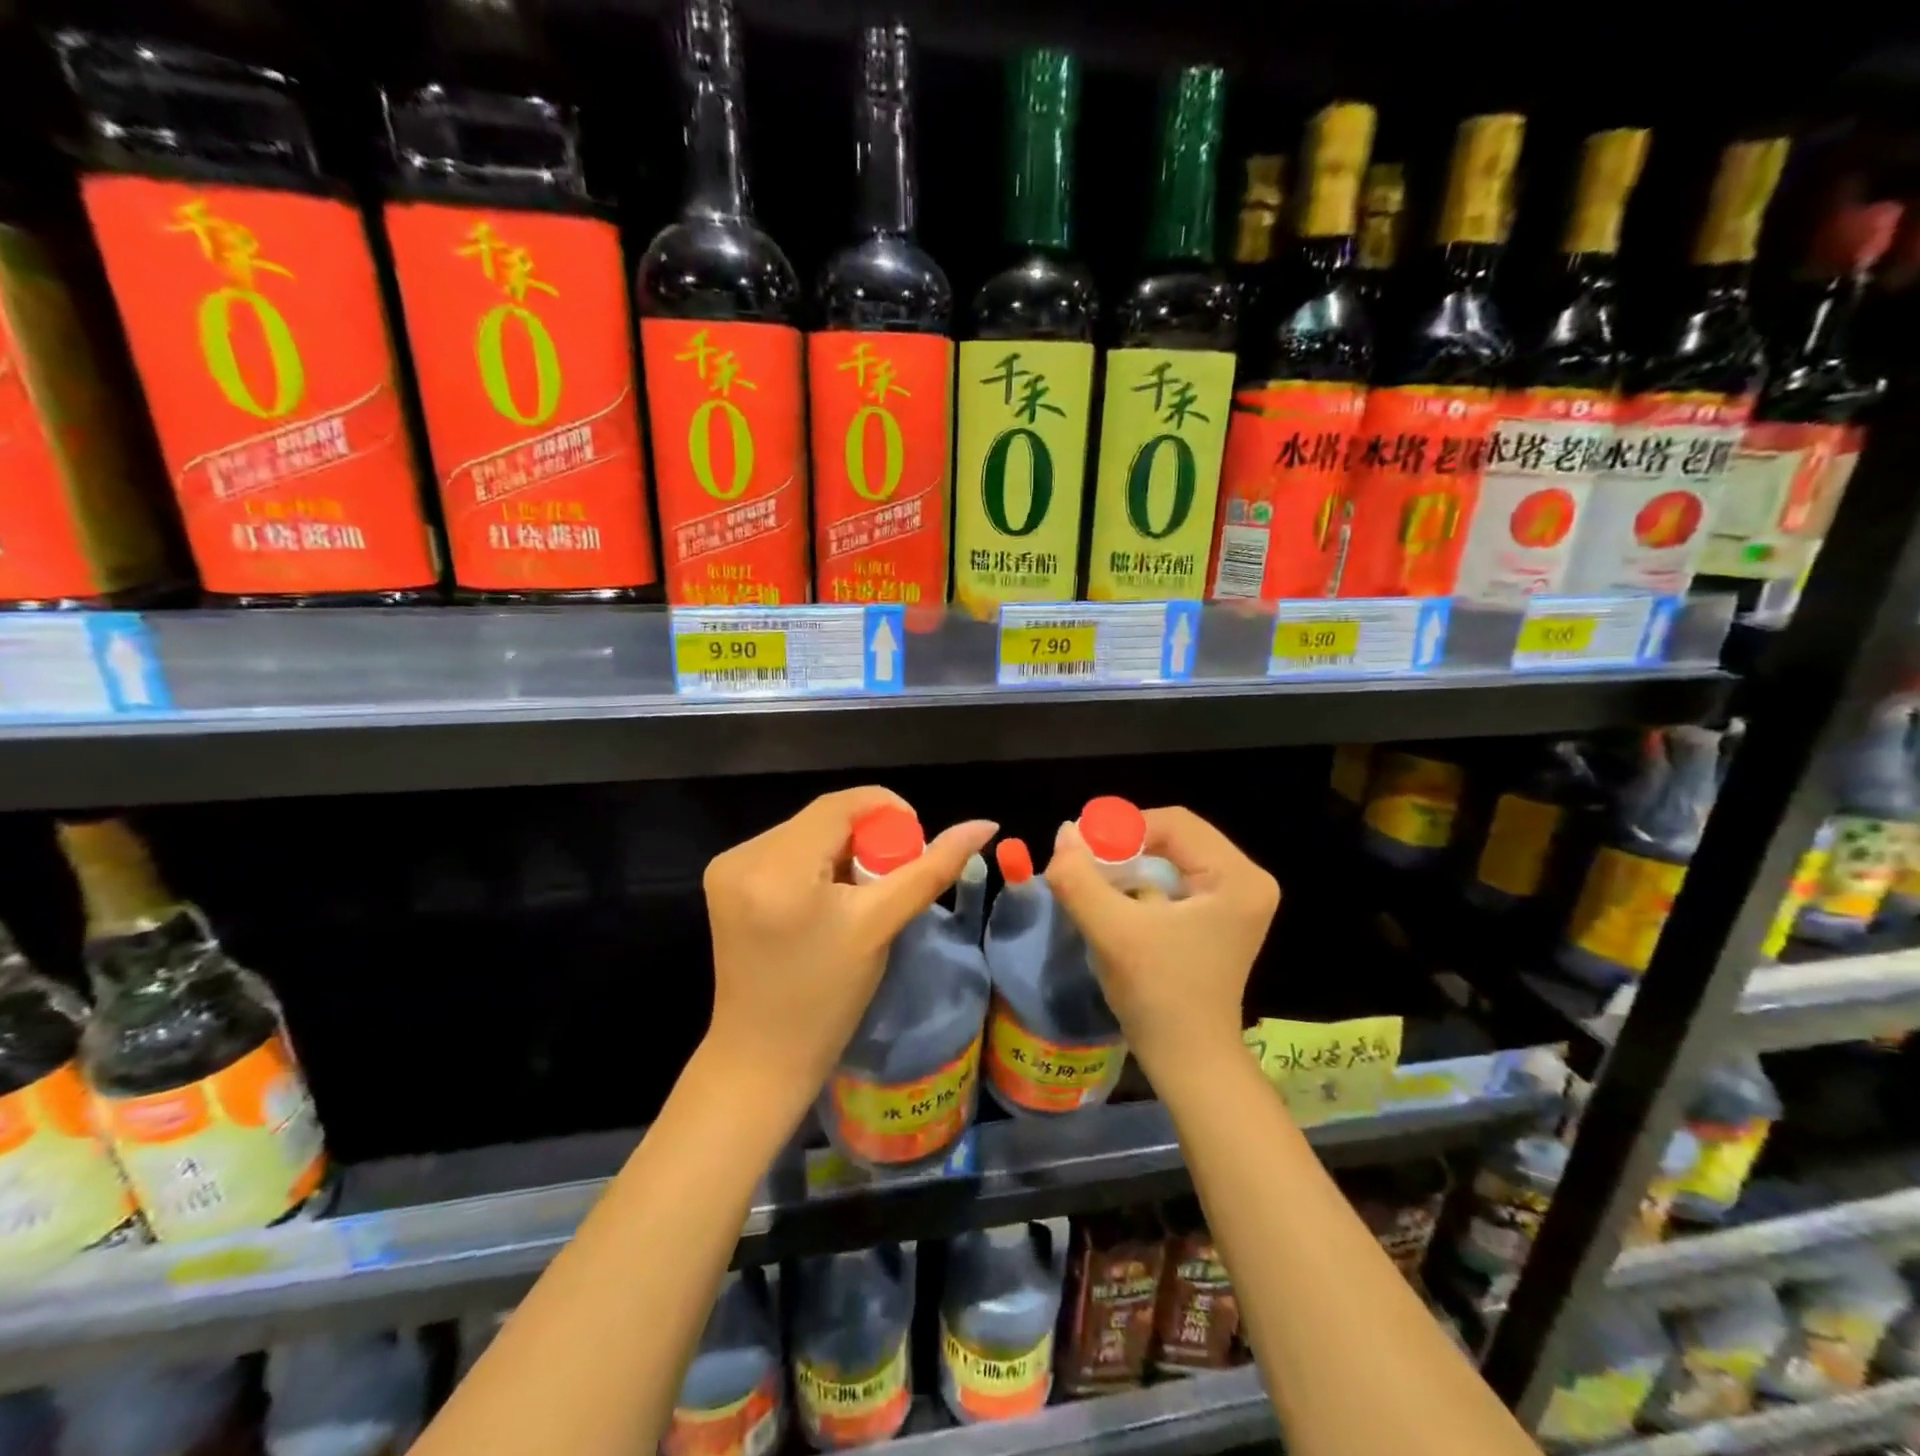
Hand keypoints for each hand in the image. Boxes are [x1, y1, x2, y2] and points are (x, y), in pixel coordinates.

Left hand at [702, 787, 996, 1118]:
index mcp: (777, 866)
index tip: (915, 846)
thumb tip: (983, 824)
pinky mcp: (723, 879)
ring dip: (842, 850)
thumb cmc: (828, 998)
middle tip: (891, 878)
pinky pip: (785, 849)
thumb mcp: (882, 925)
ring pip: (806, 831)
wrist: (762, 1056)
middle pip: (824, 817)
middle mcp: (743, 856)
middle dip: (866, 838)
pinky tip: (825, 900)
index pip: (841, 804)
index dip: (887, 811)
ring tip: (858, 896)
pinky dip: (815, 862)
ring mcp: (727, 866)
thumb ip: (933, 869)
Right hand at [1045, 807, 1278, 1090]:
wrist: (1189, 1062)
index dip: (1122, 828)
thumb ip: (1080, 878)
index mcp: (1237, 877)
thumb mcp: (1112, 932)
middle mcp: (1246, 880)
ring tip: (1095, 883)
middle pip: (1173, 837)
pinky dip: (1141, 883)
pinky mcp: (1219, 918)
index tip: (1081, 849)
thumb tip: (1063, 834)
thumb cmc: (1159, 995)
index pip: (1173, 822)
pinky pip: (1174, 879)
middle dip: (1124, 847)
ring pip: (1170, 857)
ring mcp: (1235, 901)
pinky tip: (1116, 901)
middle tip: (1084, 865)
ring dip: (1129, 865)